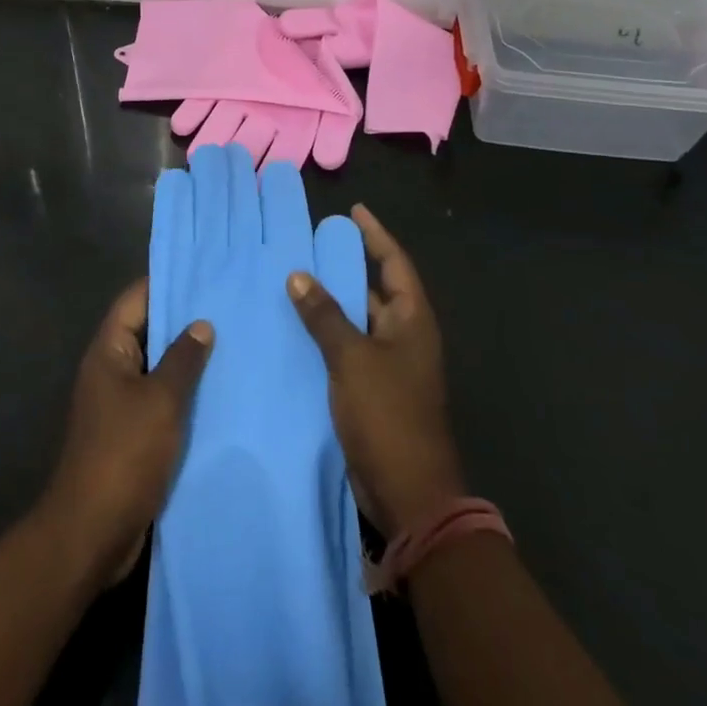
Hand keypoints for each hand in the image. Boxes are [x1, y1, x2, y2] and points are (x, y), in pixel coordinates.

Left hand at [39, 279, 213, 589]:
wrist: (92, 532)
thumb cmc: (124, 454)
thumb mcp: (160, 401)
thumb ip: (183, 360)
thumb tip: (201, 324)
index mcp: (108, 350)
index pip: (136, 299)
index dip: (166, 283)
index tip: (203, 272)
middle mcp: (110, 369)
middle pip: (147, 331)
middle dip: (183, 322)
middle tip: (228, 307)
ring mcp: (118, 403)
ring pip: (156, 368)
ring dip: (187, 361)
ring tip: (232, 345)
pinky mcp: (130, 434)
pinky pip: (159, 401)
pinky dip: (184, 395)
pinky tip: (219, 395)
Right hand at [287, 205, 465, 537]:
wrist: (408, 495)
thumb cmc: (388, 416)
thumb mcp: (352, 358)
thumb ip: (325, 315)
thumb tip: (299, 275)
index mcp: (411, 321)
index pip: (395, 263)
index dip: (376, 235)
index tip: (353, 211)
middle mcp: (404, 337)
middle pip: (376, 289)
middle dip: (347, 266)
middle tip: (311, 242)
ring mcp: (390, 365)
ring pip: (358, 320)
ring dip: (332, 301)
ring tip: (295, 277)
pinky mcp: (372, 390)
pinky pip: (348, 348)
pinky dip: (326, 333)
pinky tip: (295, 326)